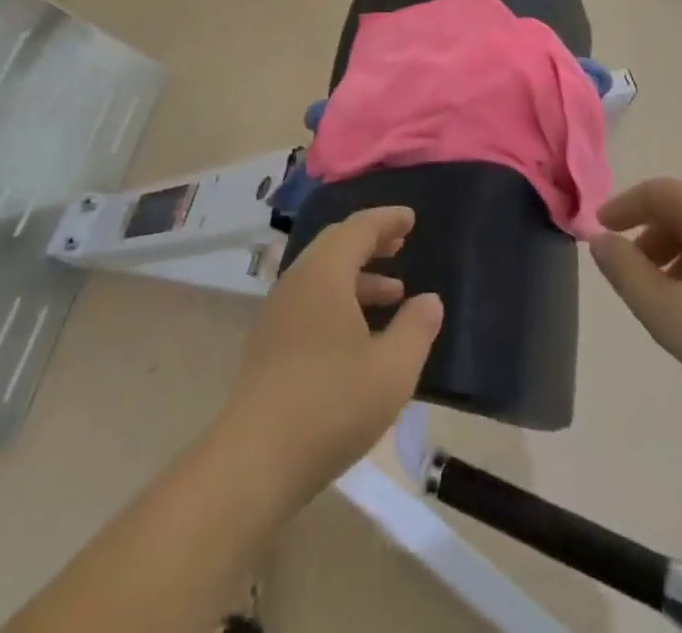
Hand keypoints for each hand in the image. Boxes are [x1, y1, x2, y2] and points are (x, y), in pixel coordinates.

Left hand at [225, 206, 443, 505]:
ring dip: (357, 277)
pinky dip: (339, 300)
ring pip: (321, 276)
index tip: (411, 218)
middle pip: (335, 245)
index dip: (387, 220)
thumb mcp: (391, 370)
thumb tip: (429, 300)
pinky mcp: (267, 345)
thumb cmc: (330, 405)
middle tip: (400, 245)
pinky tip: (358, 334)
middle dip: (370, 242)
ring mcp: (277, 314)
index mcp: (324, 274)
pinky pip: (309, 302)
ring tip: (393, 294)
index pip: (359, 228)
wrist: (252, 462)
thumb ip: (416, 328)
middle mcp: (296, 283)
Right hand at [589, 178, 681, 437]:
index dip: (622, 207)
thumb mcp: (670, 315)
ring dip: (675, 255)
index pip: (655, 191)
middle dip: (648, 237)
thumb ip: (626, 274)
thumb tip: (600, 241)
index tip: (598, 230)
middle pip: (681, 210)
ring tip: (666, 301)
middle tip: (630, 275)